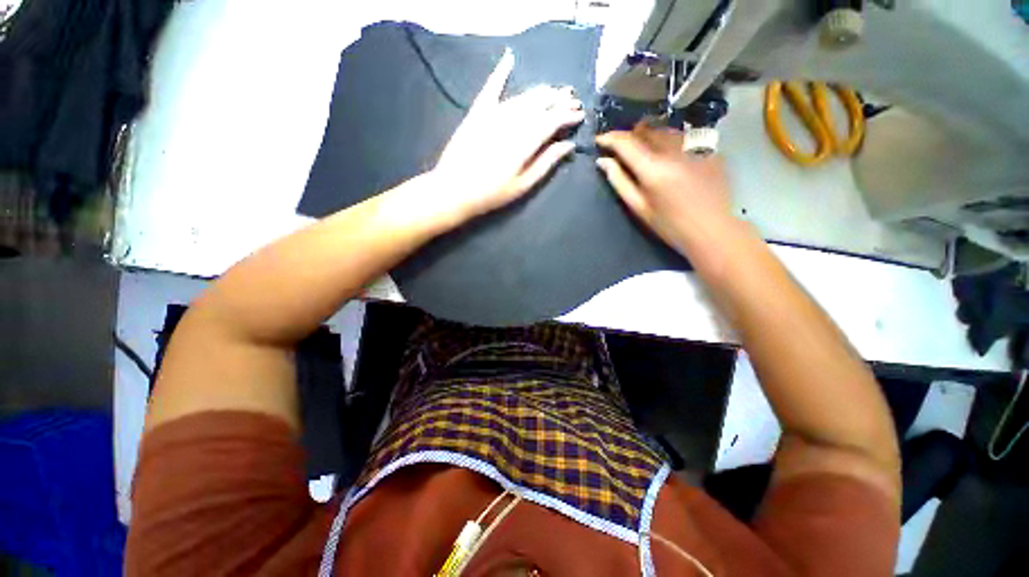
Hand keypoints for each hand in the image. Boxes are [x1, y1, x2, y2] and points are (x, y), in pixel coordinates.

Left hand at [431, 50, 585, 221]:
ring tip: (554, 90)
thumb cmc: (492, 194)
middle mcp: (512, 121)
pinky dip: (500, 72)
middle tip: (572, 99)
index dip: (568, 116)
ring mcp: (493, 114)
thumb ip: (546, 163)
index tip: (580, 114)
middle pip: (540, 104)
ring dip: (541, 91)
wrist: (454, 190)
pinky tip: (509, 58)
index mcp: (526, 142)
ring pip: (523, 96)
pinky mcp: (477, 112)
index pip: (552, 121)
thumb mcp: (523, 185)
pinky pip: (491, 88)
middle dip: (559, 100)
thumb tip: (568, 145)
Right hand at [595, 124, 734, 253]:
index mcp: (654, 168)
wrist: (712, 229)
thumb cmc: (669, 225)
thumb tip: (603, 161)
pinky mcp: (710, 149)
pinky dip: (671, 142)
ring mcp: (695, 147)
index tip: (599, 140)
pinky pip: (684, 137)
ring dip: (650, 136)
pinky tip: (672, 158)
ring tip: (645, 150)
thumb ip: (619, 181)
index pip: (626, 142)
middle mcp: (674, 150)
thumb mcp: (639, 208)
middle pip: (646, 129)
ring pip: (665, 130)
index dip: (610, 138)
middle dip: (630, 135)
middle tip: (622, 149)